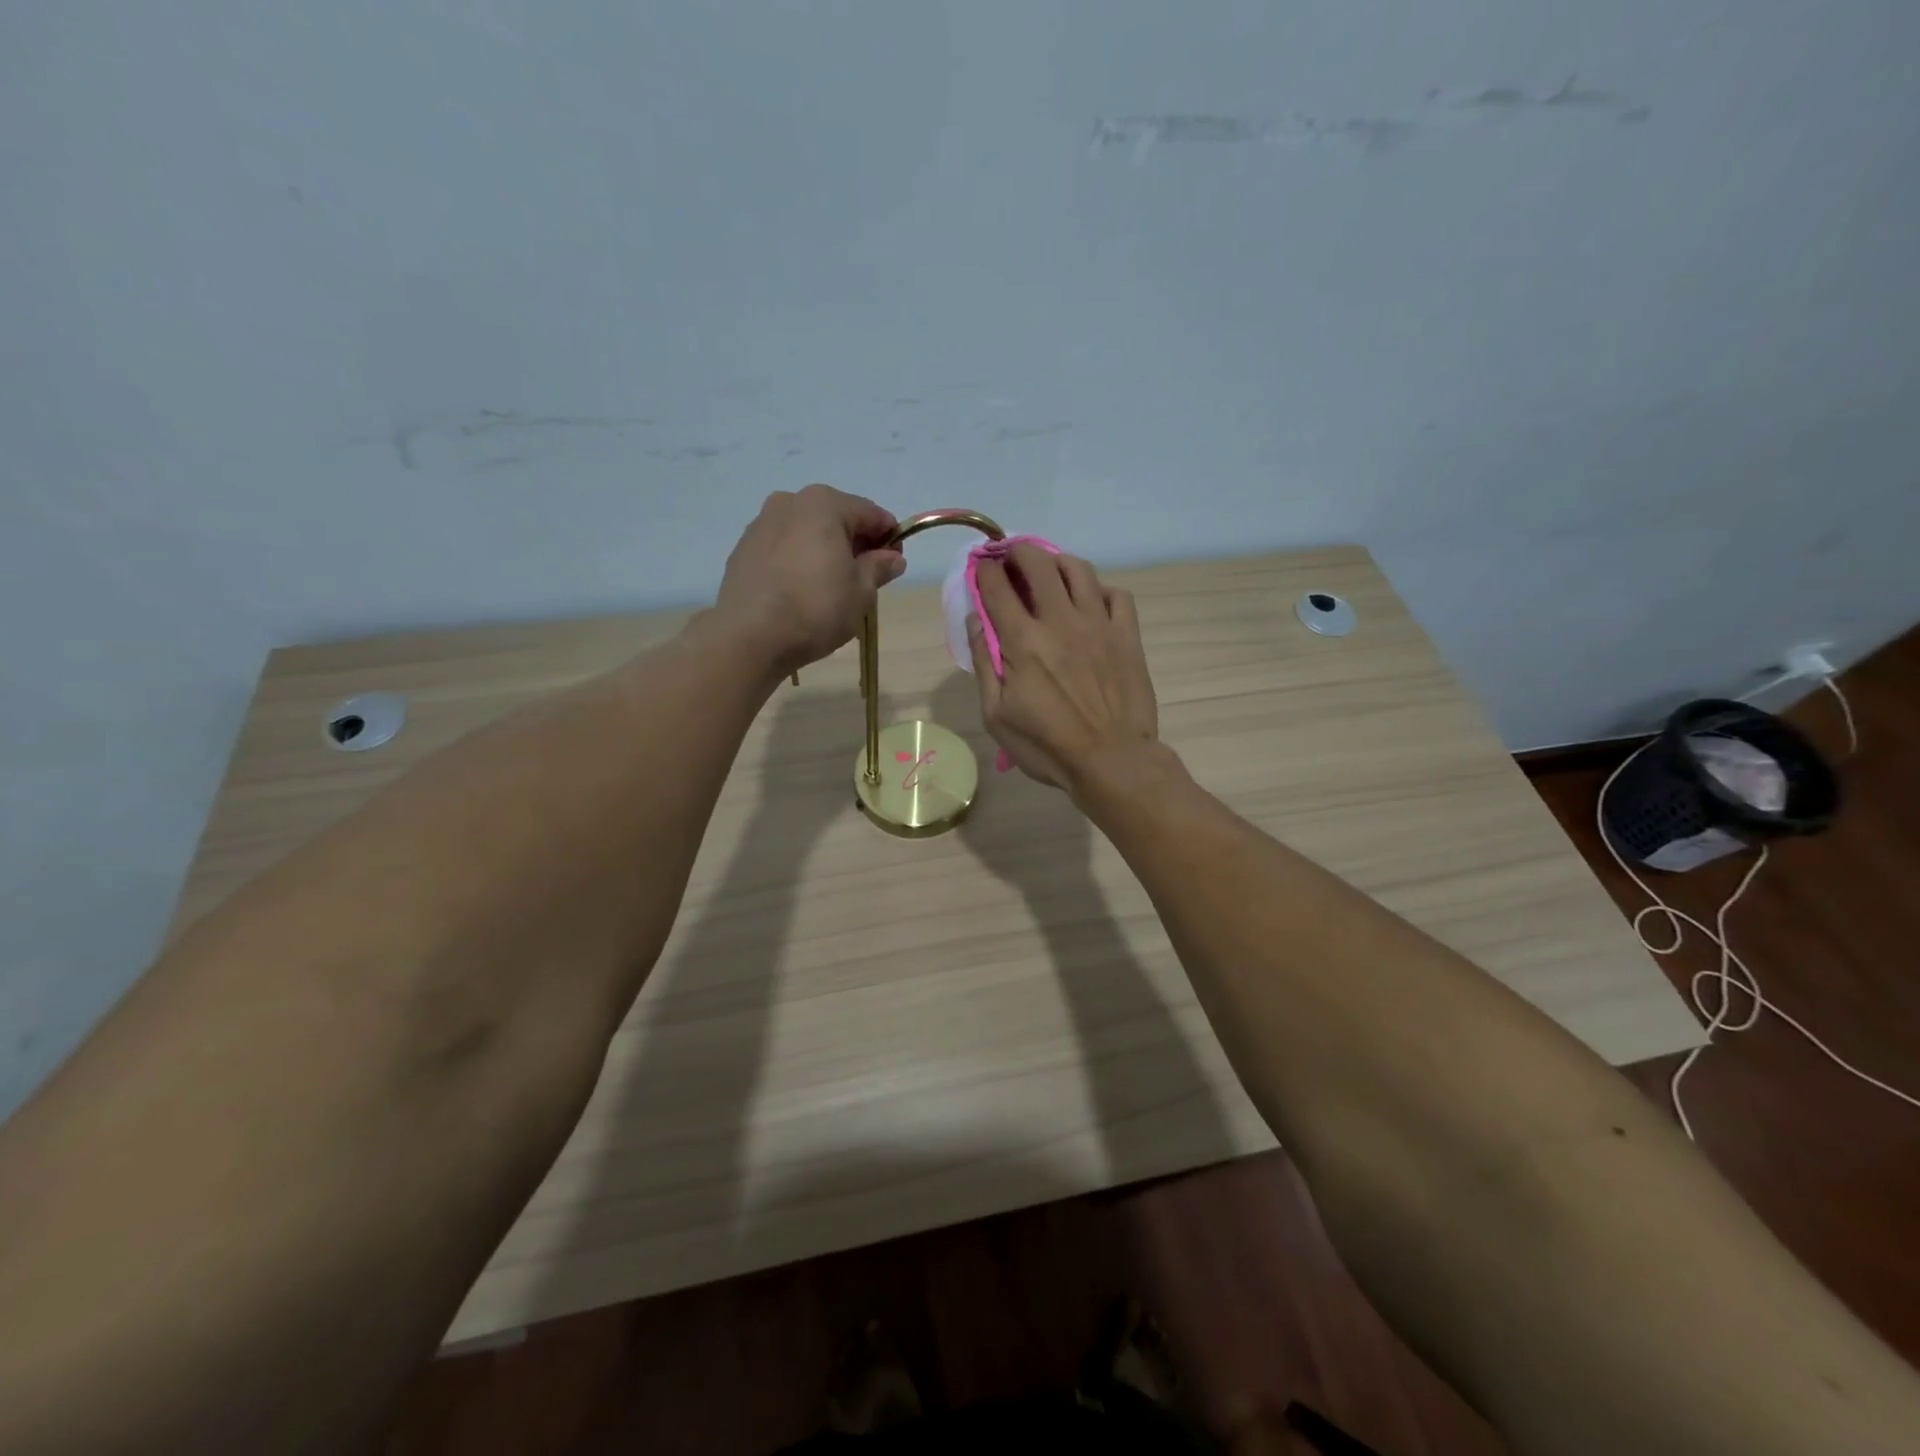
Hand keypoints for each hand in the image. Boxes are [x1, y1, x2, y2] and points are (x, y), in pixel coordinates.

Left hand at [715, 485, 905, 675]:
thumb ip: (879, 567)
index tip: (895, 564)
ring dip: (824, 551)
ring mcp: (762, 523)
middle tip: (865, 578)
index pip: (871, 514)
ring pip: (807, 532)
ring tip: (831, 587)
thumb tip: (892, 558)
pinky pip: (783, 548)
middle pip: (836, 518)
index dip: (889, 538)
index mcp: (825, 504)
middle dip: (855, 543)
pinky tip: (801, 590)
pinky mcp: (743, 549)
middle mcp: (790, 502)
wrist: (750, 636)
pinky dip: (798, 561)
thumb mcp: (861, 591)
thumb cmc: (816, 608)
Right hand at [967, 544, 1158, 790]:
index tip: (981, 567)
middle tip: (1011, 557)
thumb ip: (984, 663)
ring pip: (1079, 569)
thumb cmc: (1046, 746)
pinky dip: (1101, 590)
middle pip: (1038, 563)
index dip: (985, 570)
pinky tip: (1091, 601)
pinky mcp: (1127, 636)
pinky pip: (1118, 595)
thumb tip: (976, 620)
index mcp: (1023, 641)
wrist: (1111, 761)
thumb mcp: (996, 715)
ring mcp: (1098, 625)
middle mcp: (1060, 621)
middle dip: (1018, 551)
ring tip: (1049, 569)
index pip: (997, 587)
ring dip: (1057, 561)